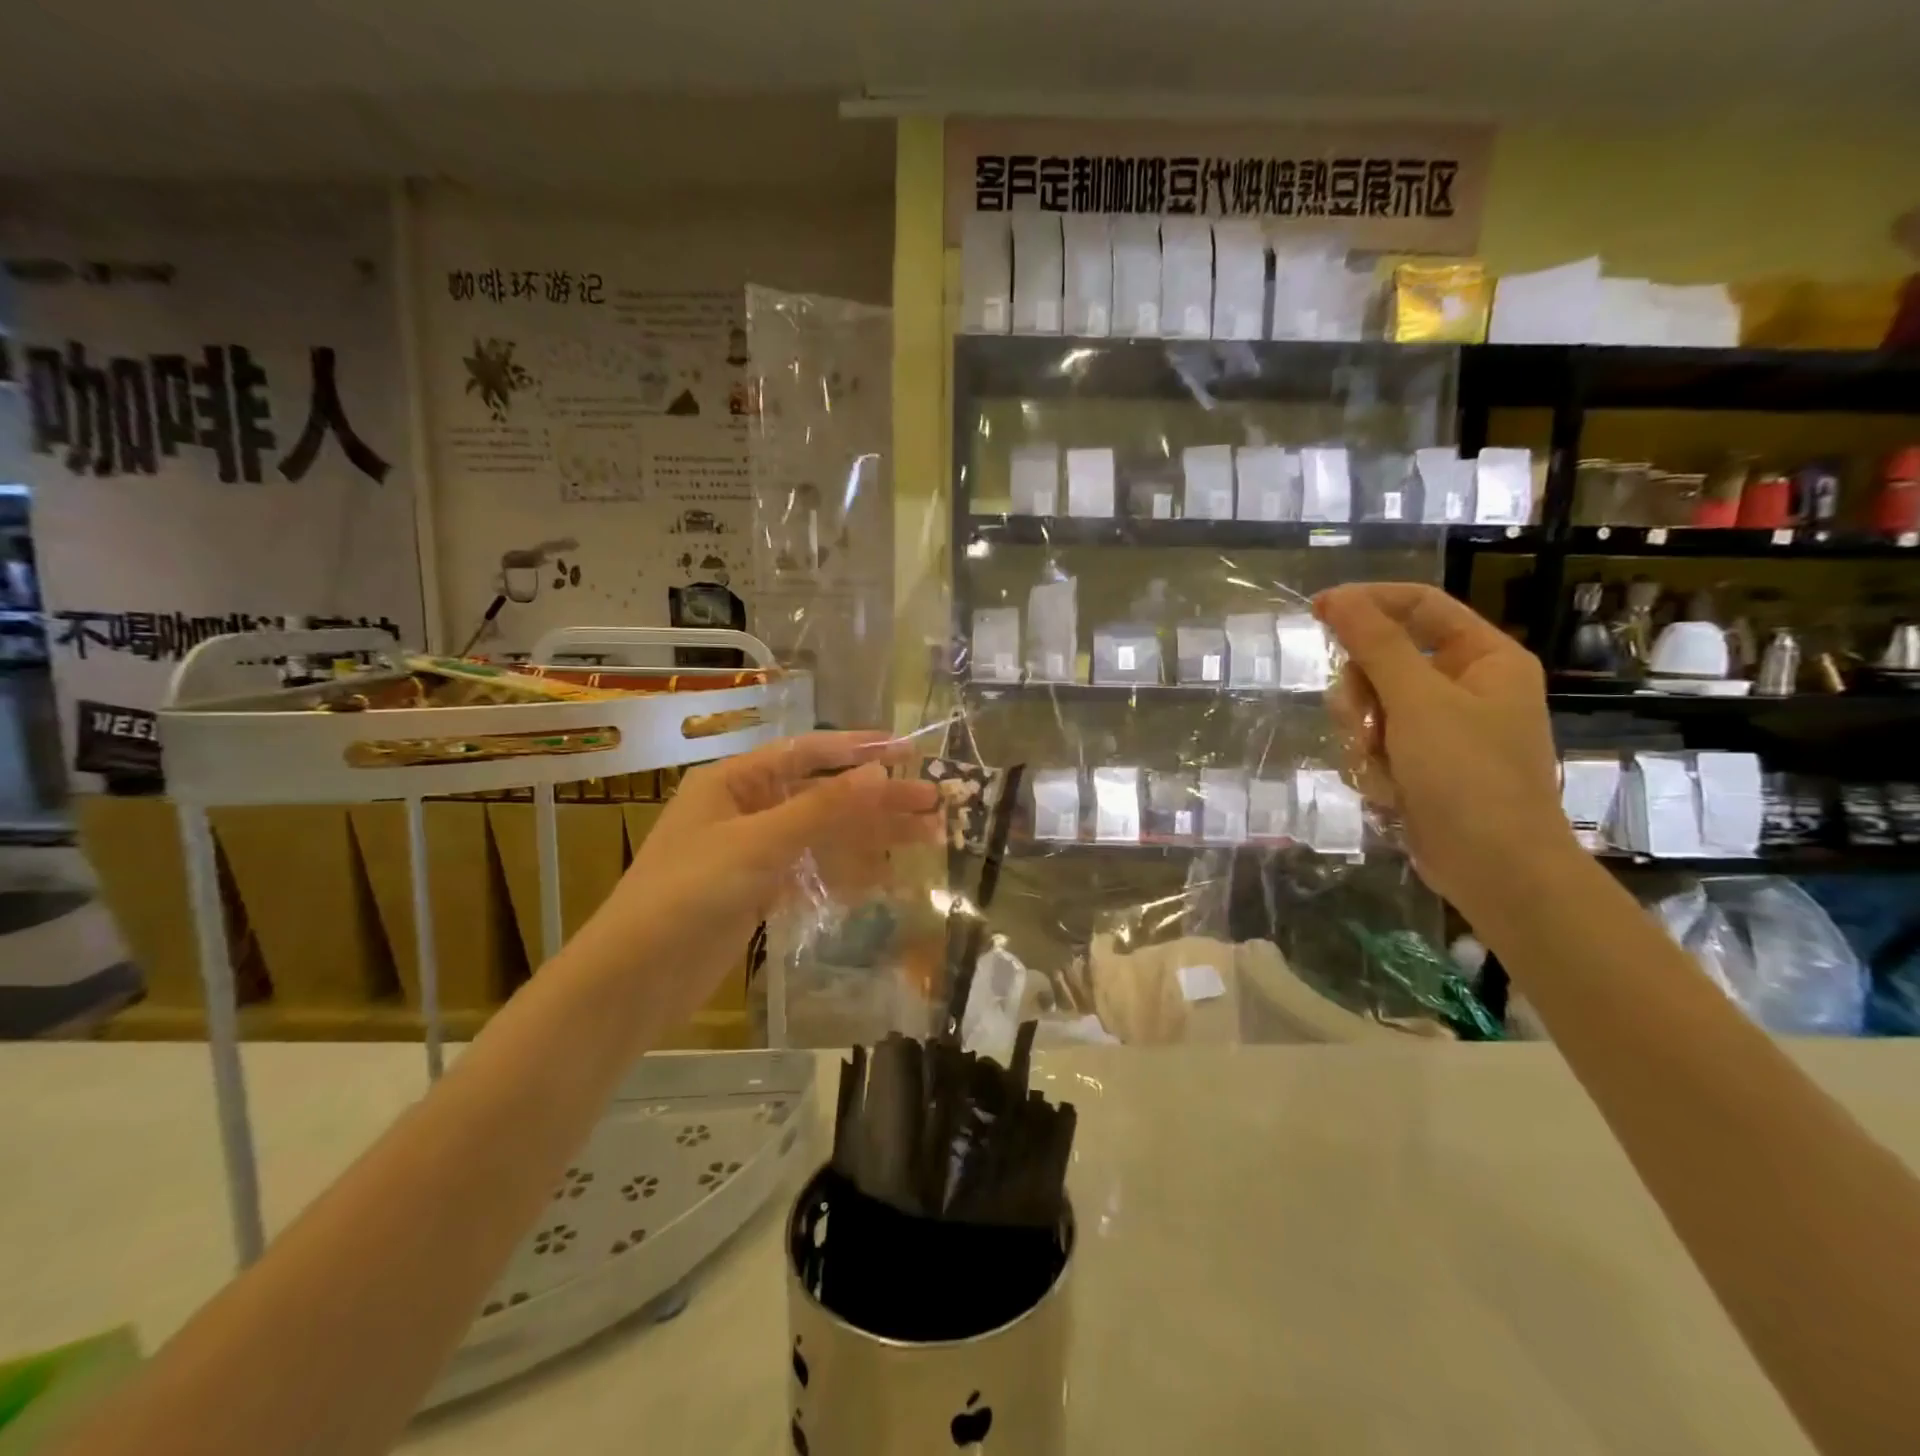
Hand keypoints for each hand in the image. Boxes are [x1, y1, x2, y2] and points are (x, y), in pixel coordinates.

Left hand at [561, 731, 939, 1031]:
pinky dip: (848, 871)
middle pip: (825, 795)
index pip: (808, 754)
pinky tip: (886, 875)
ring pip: (825, 835)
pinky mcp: (760, 890)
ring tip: (929, 836)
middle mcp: (746, 809)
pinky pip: (814, 870)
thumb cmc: (689, 893)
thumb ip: (822, 808)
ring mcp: (754, 852)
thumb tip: (879, 773)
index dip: (859, 750)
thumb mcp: (758, 843)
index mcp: (735, 781)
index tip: (907, 751)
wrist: (636, 978)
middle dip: (879, 799)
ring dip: (872, 835)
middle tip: (935, 802)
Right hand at [1314, 583, 1572, 916]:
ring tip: (1380, 766)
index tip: (1316, 612)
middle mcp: (1464, 687)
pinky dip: (1371, 765)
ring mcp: (1441, 729)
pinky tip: (1388, 792)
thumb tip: (1337, 597)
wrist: (1494, 869)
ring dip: (1362, 736)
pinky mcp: (1420, 764)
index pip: (1419, 605)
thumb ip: (1375, 645)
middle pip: (1384, 660)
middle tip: (1362, 721)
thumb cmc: (1468, 776)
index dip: (1367, 603)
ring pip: (1370, 706)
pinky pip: (1373, 744)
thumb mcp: (1418, 702)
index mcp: (1484, 658)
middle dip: (1362, 693)